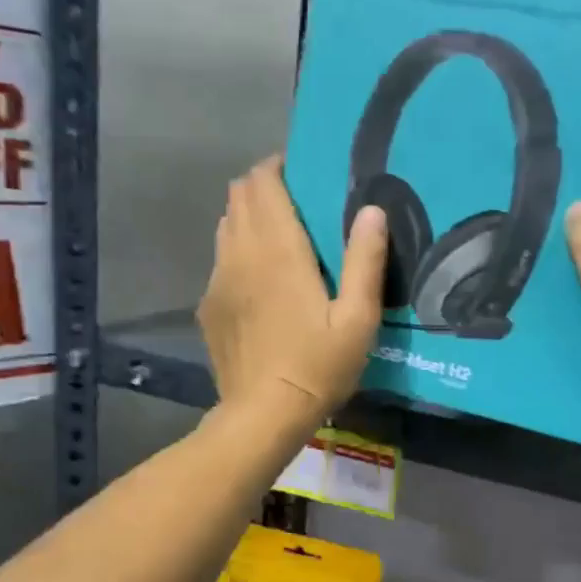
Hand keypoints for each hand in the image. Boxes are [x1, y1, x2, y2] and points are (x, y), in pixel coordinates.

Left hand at [198, 155, 387, 426]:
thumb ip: (365, 261)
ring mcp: (218, 280)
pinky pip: (220, 261)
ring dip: (248, 218)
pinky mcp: (209, 306)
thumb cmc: (318, 367)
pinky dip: (237, 253)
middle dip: (262, 187)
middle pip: (238, 196)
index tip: (301, 172)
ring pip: (225, 226)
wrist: (264, 414)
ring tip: (277, 238)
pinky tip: (259, 283)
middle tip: (294, 202)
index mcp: (279, 251)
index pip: (263, 183)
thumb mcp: (358, 320)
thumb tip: (372, 209)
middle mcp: (241, 254)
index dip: (278, 167)